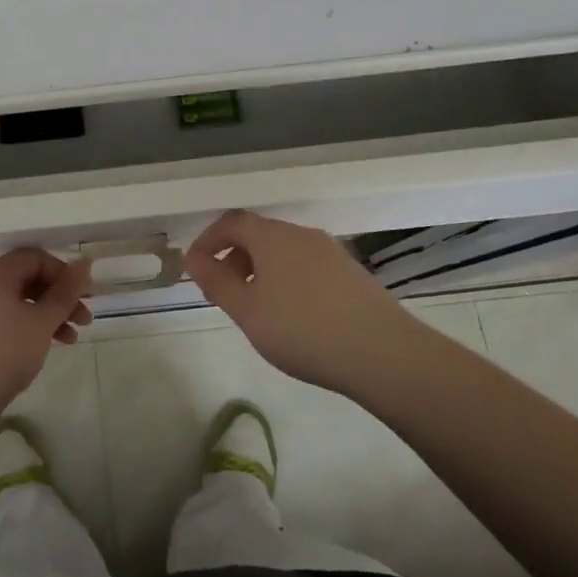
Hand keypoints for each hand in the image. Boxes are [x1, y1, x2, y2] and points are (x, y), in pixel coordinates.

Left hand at [0, 249, 90, 418]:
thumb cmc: (3, 353)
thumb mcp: (42, 321)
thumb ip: (65, 292)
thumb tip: (84, 261)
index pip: (35, 258)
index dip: (64, 273)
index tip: (85, 297)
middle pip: (26, 279)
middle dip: (59, 298)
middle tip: (84, 320)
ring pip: (16, 302)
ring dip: (46, 316)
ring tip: (70, 341)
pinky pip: (2, 320)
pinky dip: (25, 328)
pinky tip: (40, 349)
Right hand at [184, 210, 412, 393]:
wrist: (383, 354)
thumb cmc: (303, 329)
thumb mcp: (247, 311)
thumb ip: (216, 282)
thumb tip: (194, 259)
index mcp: (272, 237)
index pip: (231, 222)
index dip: (208, 241)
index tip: (196, 269)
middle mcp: (302, 235)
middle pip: (258, 235)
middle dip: (234, 259)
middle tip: (224, 294)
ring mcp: (331, 252)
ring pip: (284, 252)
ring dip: (261, 271)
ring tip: (257, 309)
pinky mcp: (352, 274)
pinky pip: (307, 267)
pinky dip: (288, 281)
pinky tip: (294, 317)